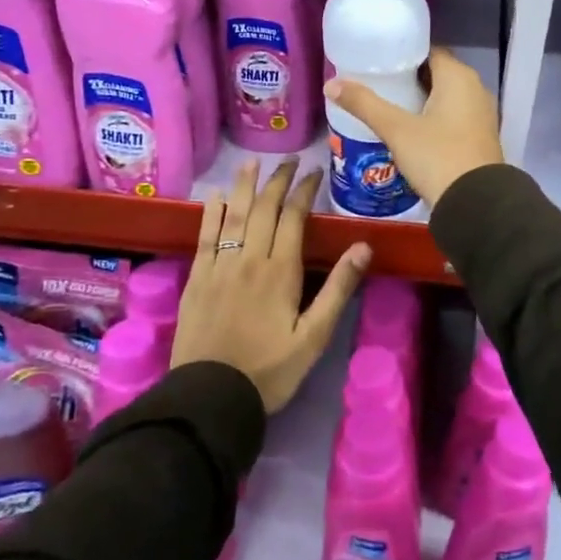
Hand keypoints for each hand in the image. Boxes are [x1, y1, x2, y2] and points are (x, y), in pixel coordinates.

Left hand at [171, 158, 371, 413]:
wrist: (210, 397)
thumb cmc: (270, 370)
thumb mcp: (314, 336)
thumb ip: (338, 288)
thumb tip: (363, 246)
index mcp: (280, 271)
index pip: (294, 217)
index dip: (304, 190)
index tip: (313, 172)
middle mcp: (249, 259)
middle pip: (264, 209)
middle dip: (278, 180)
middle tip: (289, 161)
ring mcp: (219, 266)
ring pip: (233, 215)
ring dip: (244, 186)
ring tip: (251, 162)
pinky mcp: (197, 279)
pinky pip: (205, 236)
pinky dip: (211, 213)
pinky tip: (216, 197)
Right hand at [324, 47, 503, 208]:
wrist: (476, 205)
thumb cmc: (437, 157)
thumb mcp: (396, 130)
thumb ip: (364, 104)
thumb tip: (331, 83)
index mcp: (459, 77)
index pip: (429, 51)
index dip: (403, 54)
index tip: (377, 60)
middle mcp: (475, 89)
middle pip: (436, 73)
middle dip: (407, 78)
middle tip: (375, 83)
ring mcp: (480, 114)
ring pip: (444, 97)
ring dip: (419, 99)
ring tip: (386, 105)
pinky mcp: (479, 137)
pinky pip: (452, 116)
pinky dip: (432, 117)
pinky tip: (408, 129)